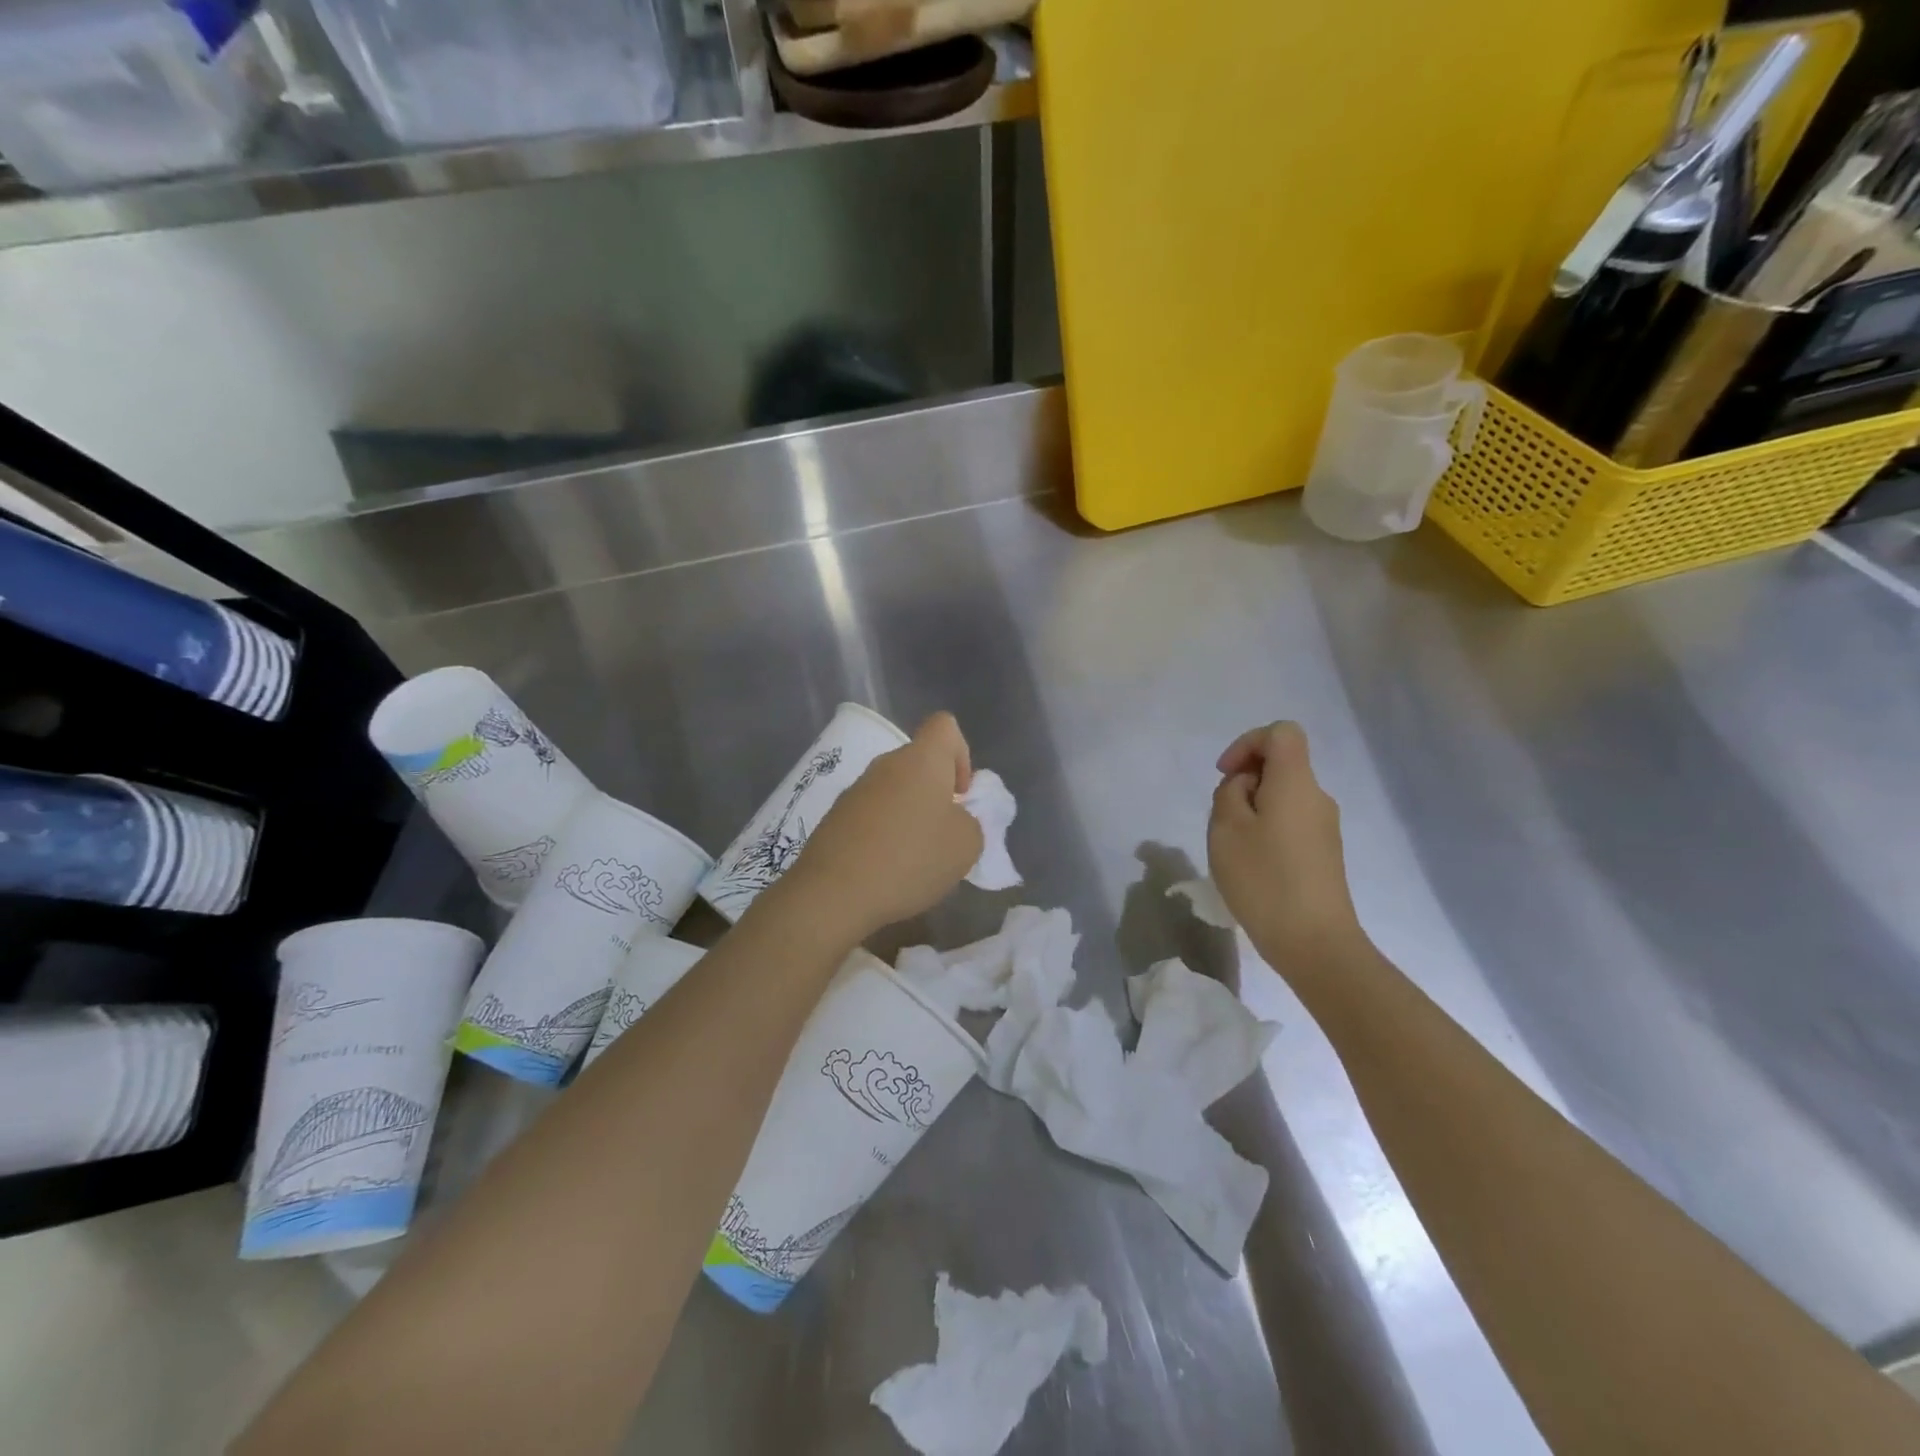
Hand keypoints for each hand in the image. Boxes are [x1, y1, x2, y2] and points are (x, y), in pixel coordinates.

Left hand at [779, 712, 983, 941]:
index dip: (961, 754)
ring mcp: (855, 790)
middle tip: (943, 835)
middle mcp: (886, 764)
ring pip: (894, 791)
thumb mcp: (966, 846)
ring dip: (909, 816)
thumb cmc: (910, 858)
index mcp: (921, 759)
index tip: (960, 795)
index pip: (945, 726)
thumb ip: (971, 823)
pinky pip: (871, 815)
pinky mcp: (835, 817)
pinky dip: (884, 834)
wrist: (833, 892)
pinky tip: (886, 869)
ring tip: (915, 859)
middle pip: (919, 763)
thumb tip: (955, 819)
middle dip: (936, 794)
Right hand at [1208, 722, 1364, 970]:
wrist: (1315, 943)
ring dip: (1252, 810)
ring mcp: (1325, 827)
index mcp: (1296, 782)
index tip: (1226, 775)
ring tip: (1235, 848)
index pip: (1281, 733)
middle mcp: (1317, 797)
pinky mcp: (1325, 854)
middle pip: (1280, 766)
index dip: (1248, 743)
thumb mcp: (1226, 829)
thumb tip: (1246, 786)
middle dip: (1244, 782)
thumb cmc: (1264, 879)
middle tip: (1223, 820)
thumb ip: (1229, 793)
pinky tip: (1254, 867)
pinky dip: (1266, 831)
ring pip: (1282, 797)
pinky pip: (1291, 823)